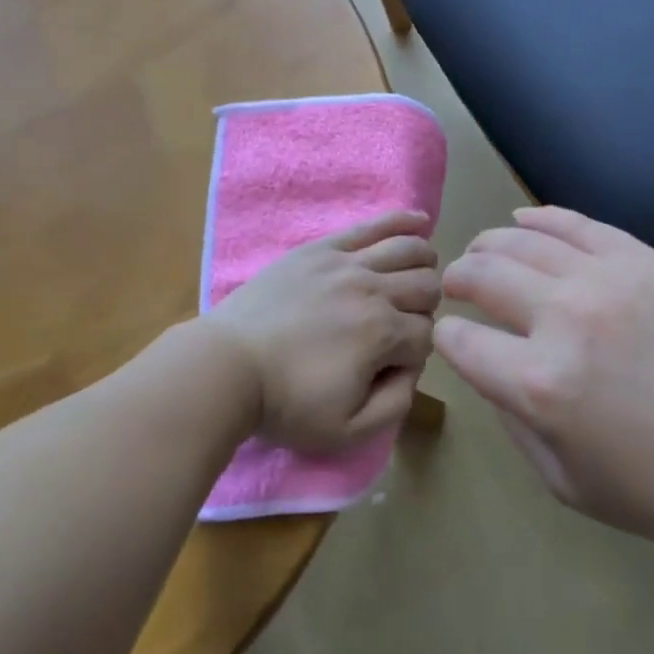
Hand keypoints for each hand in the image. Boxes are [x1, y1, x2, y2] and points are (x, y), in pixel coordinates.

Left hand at [205, 211, 441, 453]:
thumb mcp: (348, 432)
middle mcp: (374, 290)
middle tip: (401, 325)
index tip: (390, 368)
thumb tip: (413, 368)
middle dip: (425, 308)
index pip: (427, 336)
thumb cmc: (285, 403)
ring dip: (424, 265)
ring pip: (410, 250)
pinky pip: (372, 226)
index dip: (416, 355)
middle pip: (427, 287)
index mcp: (383, 334)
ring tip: (418, 276)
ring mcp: (348, 263)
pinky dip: (403, 221)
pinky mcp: (322, 248)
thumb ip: (396, 404)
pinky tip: (420, 221)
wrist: (226, 367)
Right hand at [436, 206, 653, 551]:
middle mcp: (560, 318)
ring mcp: (603, 278)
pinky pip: (574, 223)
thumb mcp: (571, 486)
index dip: (447, 340)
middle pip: (482, 276)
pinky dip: (538, 218)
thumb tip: (492, 375)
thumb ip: (516, 427)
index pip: (461, 342)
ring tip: (483, 253)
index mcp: (537, 385)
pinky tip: (521, 220)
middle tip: (456, 285)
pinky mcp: (640, 257)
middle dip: (457, 279)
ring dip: (489, 245)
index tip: (453, 339)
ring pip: (520, 240)